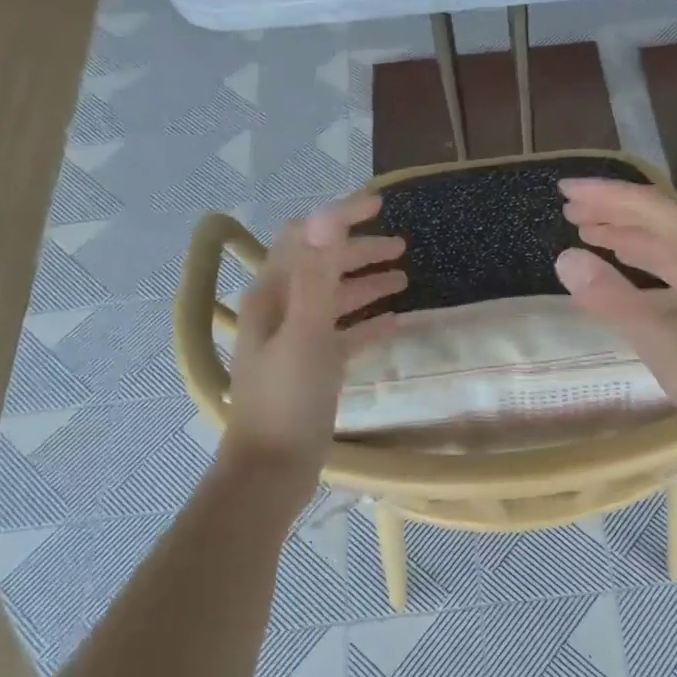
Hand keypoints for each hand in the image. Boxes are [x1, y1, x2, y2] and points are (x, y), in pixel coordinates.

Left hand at [224, 195, 405, 475]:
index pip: (306, 238)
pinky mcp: (313, 368)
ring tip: (404, 279)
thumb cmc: (288, 400)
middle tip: (402, 247)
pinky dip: (366, 324)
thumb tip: (326, 217)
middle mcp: (281, 311)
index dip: (340, 218)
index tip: (380, 205)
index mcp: (272, 296)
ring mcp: (296, 341)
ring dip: (365, 285)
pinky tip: (394, 322)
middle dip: (358, 251)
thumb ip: (318, 277)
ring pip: (334, 300)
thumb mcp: (306, 334)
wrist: (272, 470)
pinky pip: (343, 335)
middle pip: (322, 266)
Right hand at [556, 178, 676, 459]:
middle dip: (613, 212)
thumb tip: (565, 258)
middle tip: (569, 210)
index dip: (604, 195)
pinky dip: (646, 263)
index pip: (649, 207)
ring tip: (587, 231)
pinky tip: (624, 265)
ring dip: (628, 236)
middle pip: (660, 220)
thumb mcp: (657, 337)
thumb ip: (610, 297)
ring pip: (669, 244)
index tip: (564, 189)